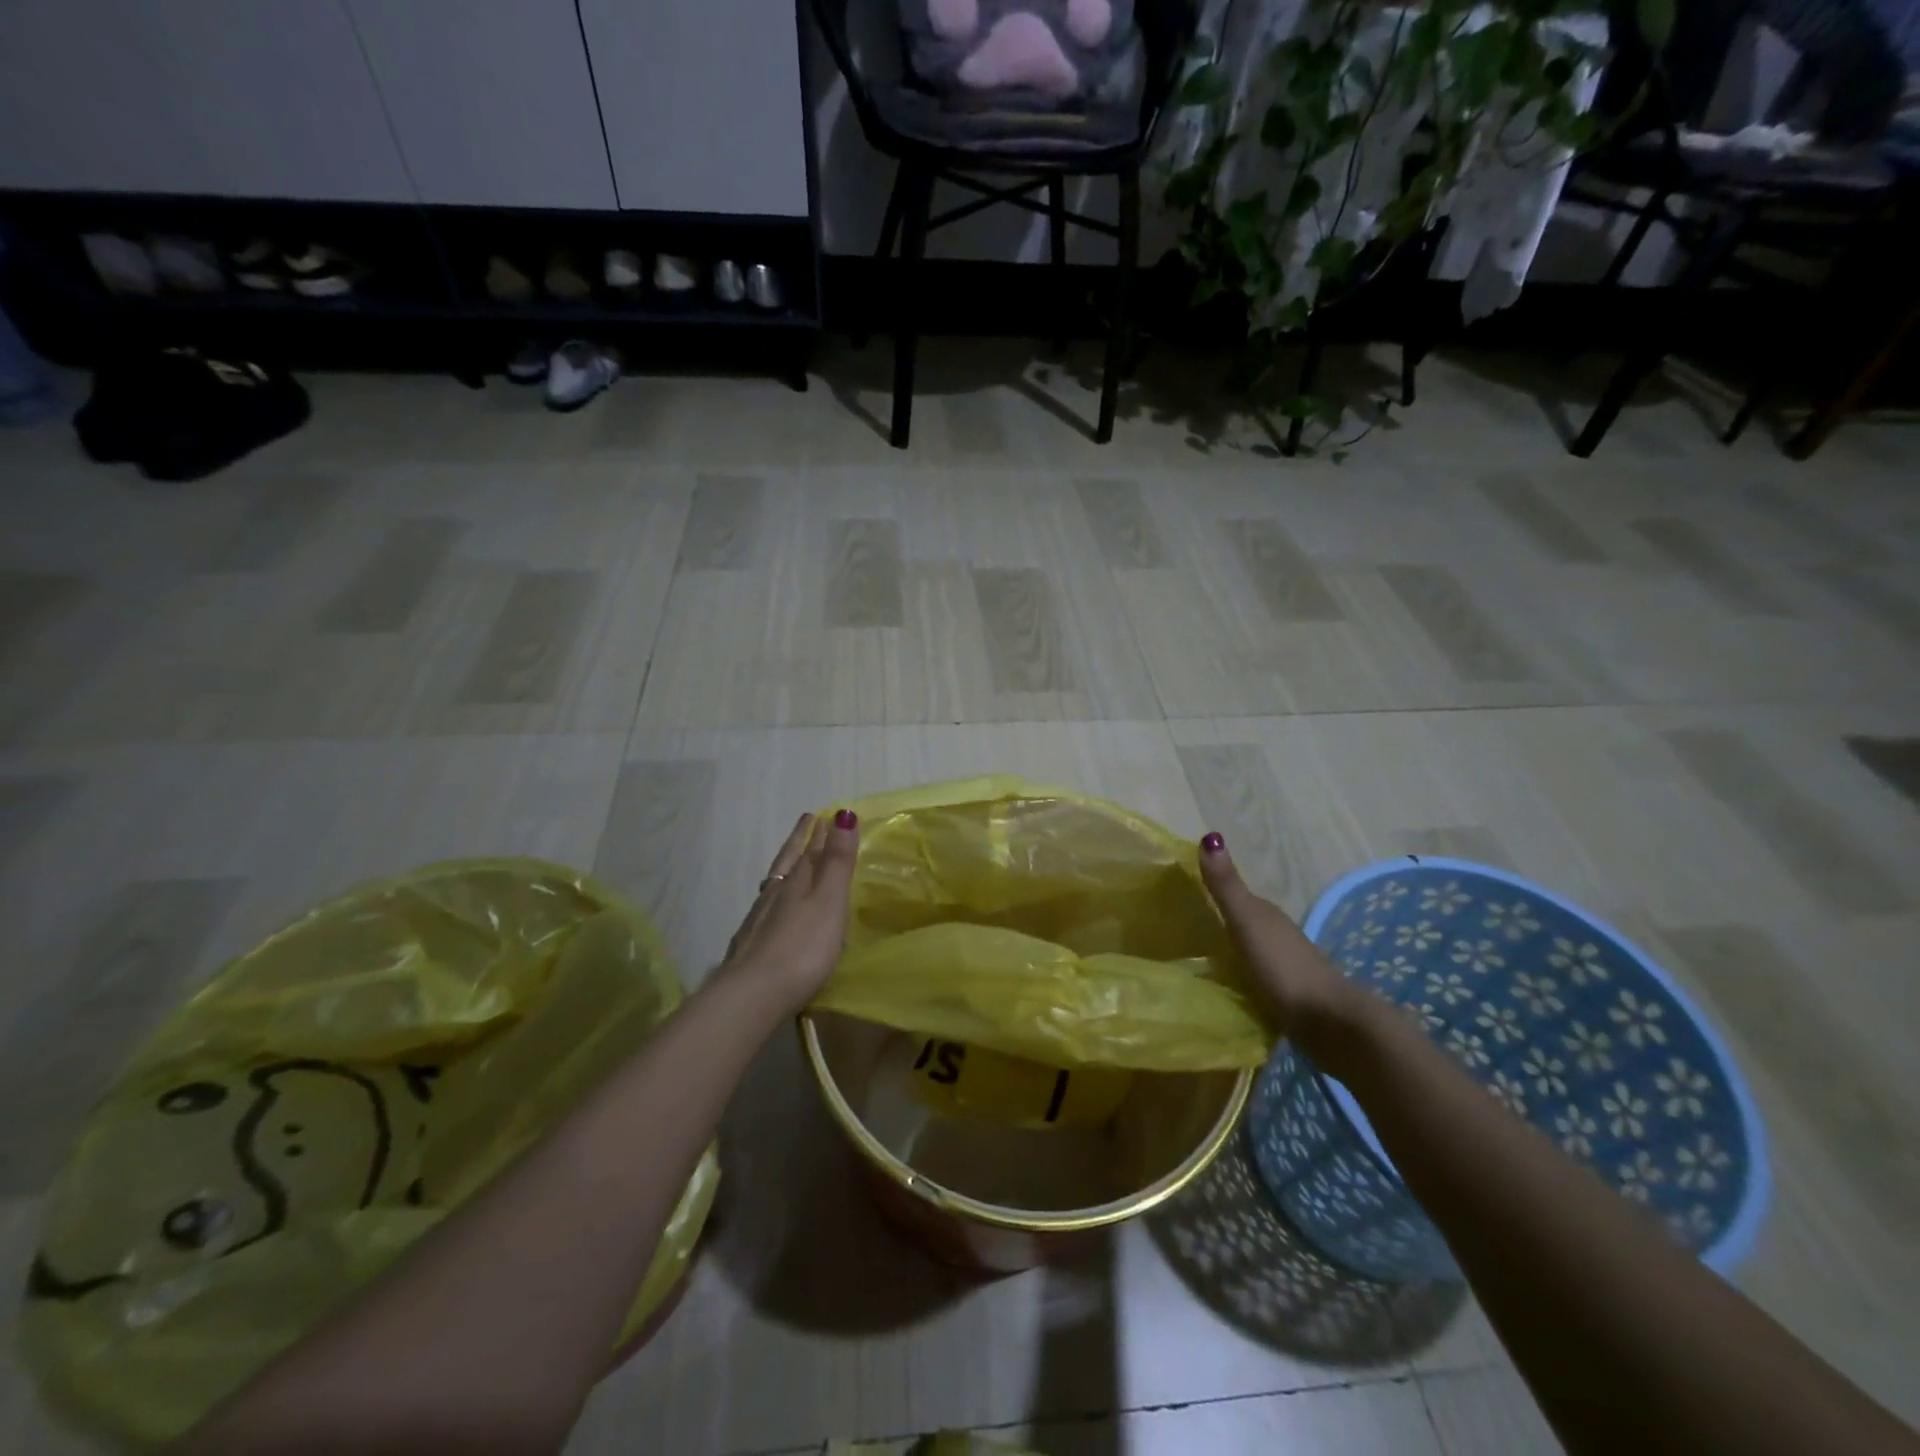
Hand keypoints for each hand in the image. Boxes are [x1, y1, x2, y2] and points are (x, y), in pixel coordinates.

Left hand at [720, 810, 860, 1014]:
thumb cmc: (802, 946)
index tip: (821, 814)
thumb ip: (837, 861)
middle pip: (788, 862)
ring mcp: (758, 921)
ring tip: (793, 863)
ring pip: (774, 885)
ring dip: (787, 870)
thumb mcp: (829, 900)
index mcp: (795, 882)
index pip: (808, 849)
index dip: (816, 832)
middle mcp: (774, 894)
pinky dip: (775, 901)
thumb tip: (843, 814)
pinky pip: (766, 911)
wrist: (754, 994)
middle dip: (799, 842)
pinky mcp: (750, 946)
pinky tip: (774, 912)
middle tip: (807, 823)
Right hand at [1196, 831, 1367, 1054]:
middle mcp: (1277, 934)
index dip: (1213, 892)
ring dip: (1231, 950)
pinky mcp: (1287, 994)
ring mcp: (1285, 964)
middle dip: (1220, 922)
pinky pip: (1256, 975)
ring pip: (1250, 948)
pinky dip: (1241, 974)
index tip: (1183, 896)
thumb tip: (1209, 836)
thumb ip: (1226, 886)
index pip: (1236, 896)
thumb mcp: (1247, 922)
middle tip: (1184, 929)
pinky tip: (1227, 984)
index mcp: (1267, 914)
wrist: (1328, 1020)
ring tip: (1199, 958)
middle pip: (1244, 922)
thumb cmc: (1282, 966)